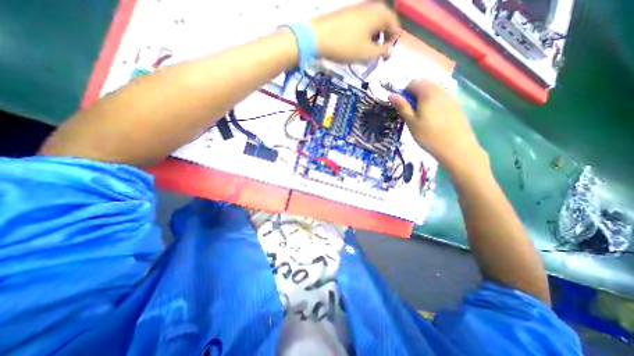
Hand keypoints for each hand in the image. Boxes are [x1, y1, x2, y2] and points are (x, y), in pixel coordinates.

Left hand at [310, 2, 397, 62]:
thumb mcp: (367, 53)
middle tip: (377, 57)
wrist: (318, 37)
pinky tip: (356, 47)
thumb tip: (389, 50)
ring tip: (366, 54)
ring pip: (372, 26)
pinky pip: (362, 25)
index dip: (392, 43)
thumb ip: (382, 52)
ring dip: (372, 40)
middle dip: (382, 42)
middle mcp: (371, 7)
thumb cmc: (346, 46)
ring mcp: (358, 9)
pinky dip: (363, 36)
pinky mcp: (348, 14)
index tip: (386, 56)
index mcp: (379, 14)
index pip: (394, 26)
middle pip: (383, 25)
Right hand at [389, 81, 486, 174]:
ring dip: (424, 98)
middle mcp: (441, 90)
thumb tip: (391, 95)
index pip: (413, 83)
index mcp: (428, 92)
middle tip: (411, 112)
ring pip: (434, 90)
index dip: (404, 93)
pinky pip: (442, 97)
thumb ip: (402, 106)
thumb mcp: (411, 122)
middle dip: (415, 94)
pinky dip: (434, 102)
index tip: (402, 107)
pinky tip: (433, 118)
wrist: (456, 148)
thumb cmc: (429, 136)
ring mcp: (451, 97)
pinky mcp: (457, 105)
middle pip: (425, 84)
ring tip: (421, 116)